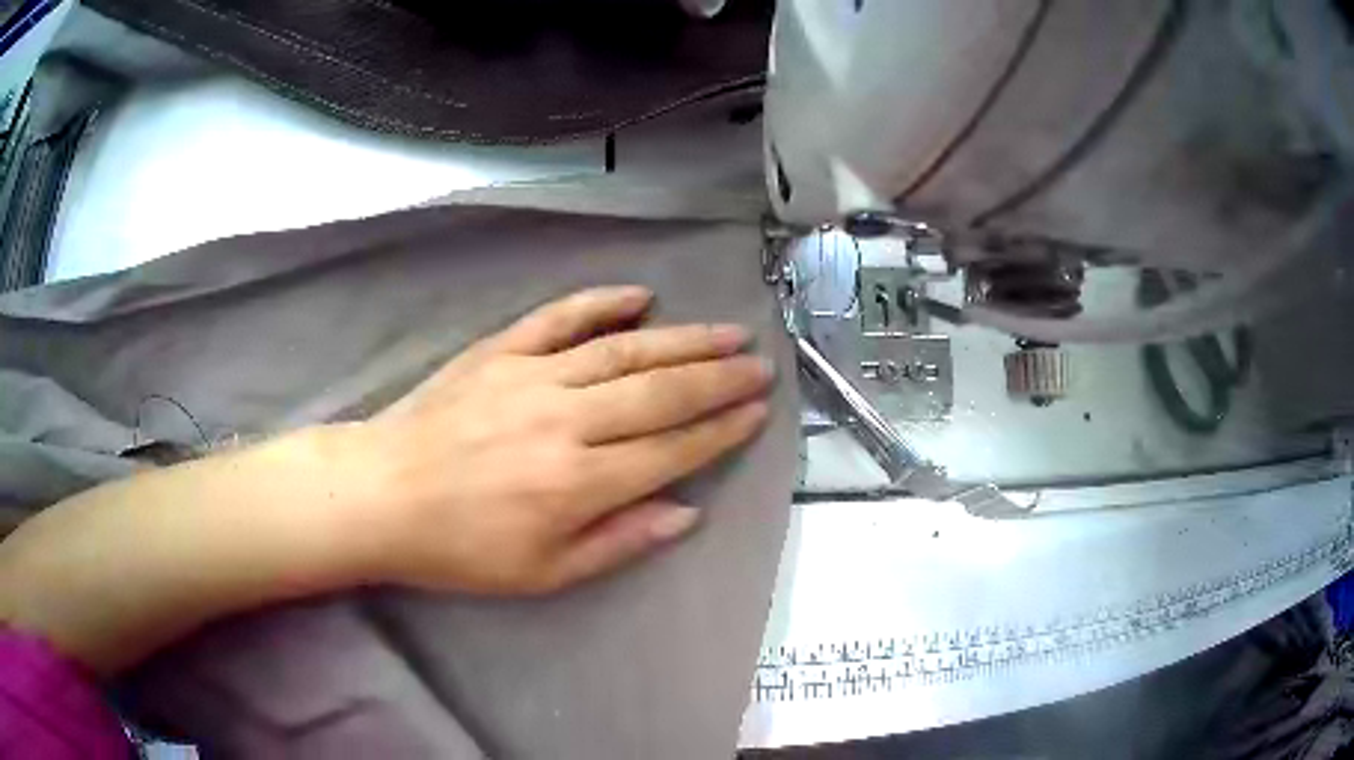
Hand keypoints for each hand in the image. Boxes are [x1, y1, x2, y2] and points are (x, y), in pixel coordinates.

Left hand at [354, 286, 774, 594]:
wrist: (382, 494)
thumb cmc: (461, 548)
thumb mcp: (544, 573)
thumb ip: (620, 541)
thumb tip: (686, 511)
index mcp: (579, 482)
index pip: (672, 449)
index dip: (721, 429)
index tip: (757, 411)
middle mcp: (567, 420)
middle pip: (661, 392)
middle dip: (719, 378)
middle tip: (759, 364)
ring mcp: (533, 376)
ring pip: (625, 350)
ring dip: (682, 339)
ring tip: (726, 332)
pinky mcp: (500, 351)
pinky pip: (561, 318)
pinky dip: (602, 303)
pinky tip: (639, 295)